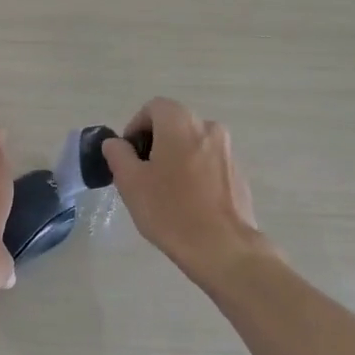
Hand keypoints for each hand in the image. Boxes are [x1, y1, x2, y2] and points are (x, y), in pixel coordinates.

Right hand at [103, 98, 265, 274]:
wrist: (222, 247)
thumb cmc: (170, 210)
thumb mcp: (131, 182)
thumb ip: (118, 154)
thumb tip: (116, 143)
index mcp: (181, 123)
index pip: (153, 108)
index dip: (135, 127)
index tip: (128, 156)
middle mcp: (208, 127)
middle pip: (174, 124)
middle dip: (155, 143)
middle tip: (142, 175)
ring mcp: (228, 150)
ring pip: (193, 144)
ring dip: (176, 158)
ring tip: (165, 192)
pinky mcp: (238, 173)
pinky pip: (209, 163)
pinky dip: (195, 173)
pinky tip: (188, 203)